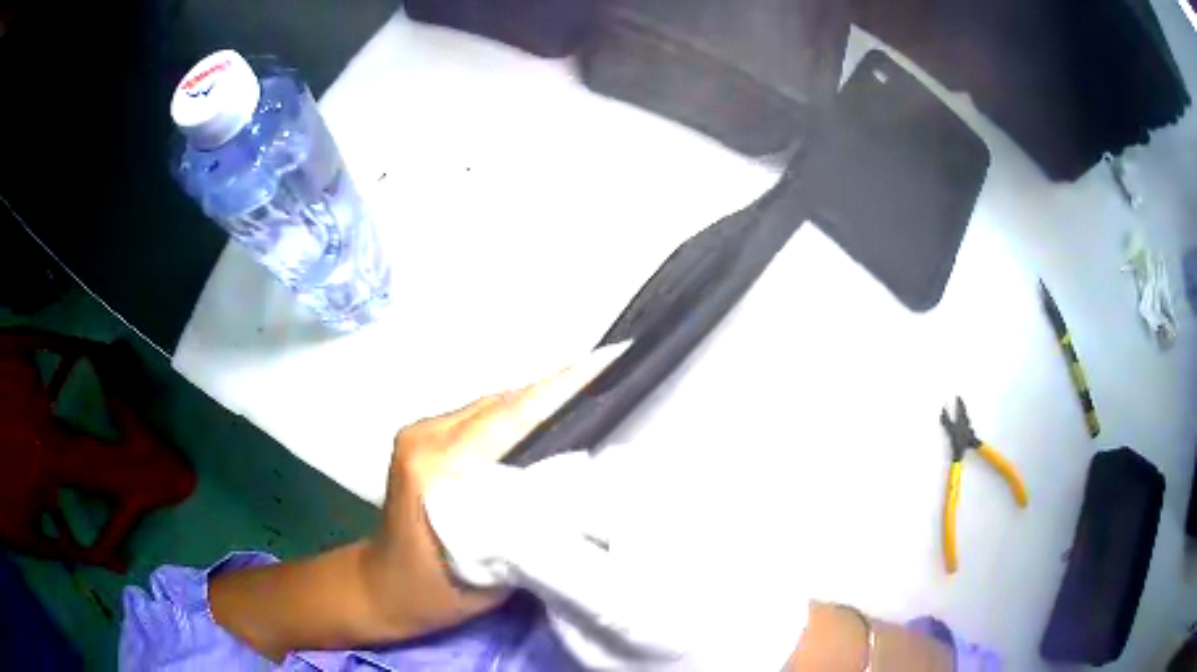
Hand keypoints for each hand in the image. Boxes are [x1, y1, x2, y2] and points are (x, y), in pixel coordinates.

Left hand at [361, 343, 631, 637]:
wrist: (379, 586)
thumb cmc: (429, 592)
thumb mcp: (488, 576)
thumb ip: (527, 530)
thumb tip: (571, 491)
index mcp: (434, 470)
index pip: (508, 419)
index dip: (559, 390)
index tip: (602, 362)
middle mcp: (423, 439)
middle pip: (500, 404)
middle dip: (554, 392)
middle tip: (604, 378)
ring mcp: (417, 434)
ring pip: (489, 407)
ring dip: (534, 405)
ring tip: (582, 400)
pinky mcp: (419, 438)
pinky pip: (476, 418)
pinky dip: (512, 418)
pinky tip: (541, 427)